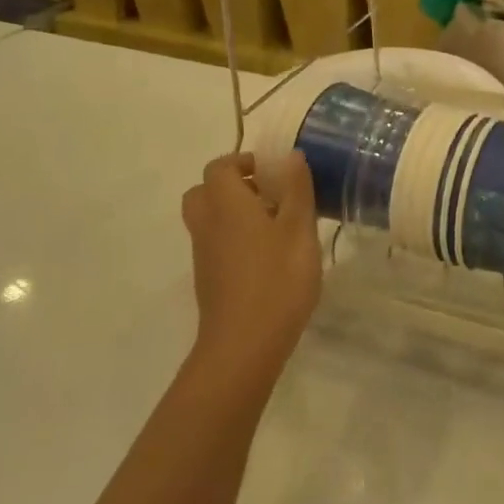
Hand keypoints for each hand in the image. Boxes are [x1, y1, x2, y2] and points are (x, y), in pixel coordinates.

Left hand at [181, 152, 322, 390]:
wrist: (244, 348)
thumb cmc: (277, 280)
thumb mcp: (299, 229)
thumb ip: (296, 189)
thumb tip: (290, 156)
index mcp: (226, 203)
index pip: (220, 167)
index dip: (244, 162)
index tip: (274, 173)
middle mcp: (207, 223)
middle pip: (205, 191)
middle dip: (233, 185)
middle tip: (267, 195)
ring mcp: (204, 254)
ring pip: (208, 218)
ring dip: (233, 213)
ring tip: (273, 225)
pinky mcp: (208, 280)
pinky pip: (214, 243)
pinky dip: (233, 238)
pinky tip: (267, 256)